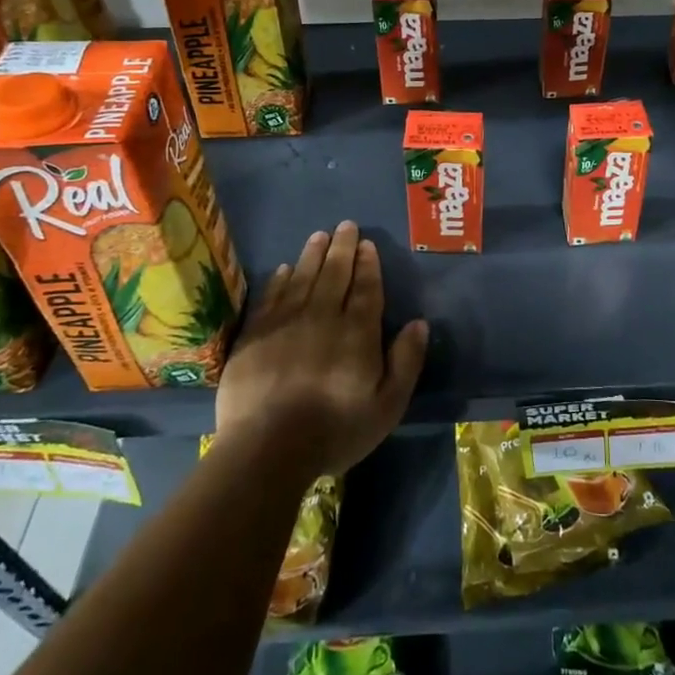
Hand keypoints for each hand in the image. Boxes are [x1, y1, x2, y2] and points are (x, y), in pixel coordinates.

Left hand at [215, 221, 428, 478]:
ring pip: (303, 278)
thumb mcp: (387, 406)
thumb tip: (419, 323)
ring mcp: (285, 323)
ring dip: (312, 254)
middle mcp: (323, 317)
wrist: (267, 449)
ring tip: (319, 235)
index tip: (367, 244)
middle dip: (342, 248)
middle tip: (345, 225)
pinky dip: (280, 279)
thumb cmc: (335, 430)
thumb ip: (406, 362)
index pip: (366, 288)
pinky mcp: (255, 336)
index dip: (368, 264)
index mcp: (357, 332)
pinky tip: (285, 269)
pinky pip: (271, 297)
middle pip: (334, 274)